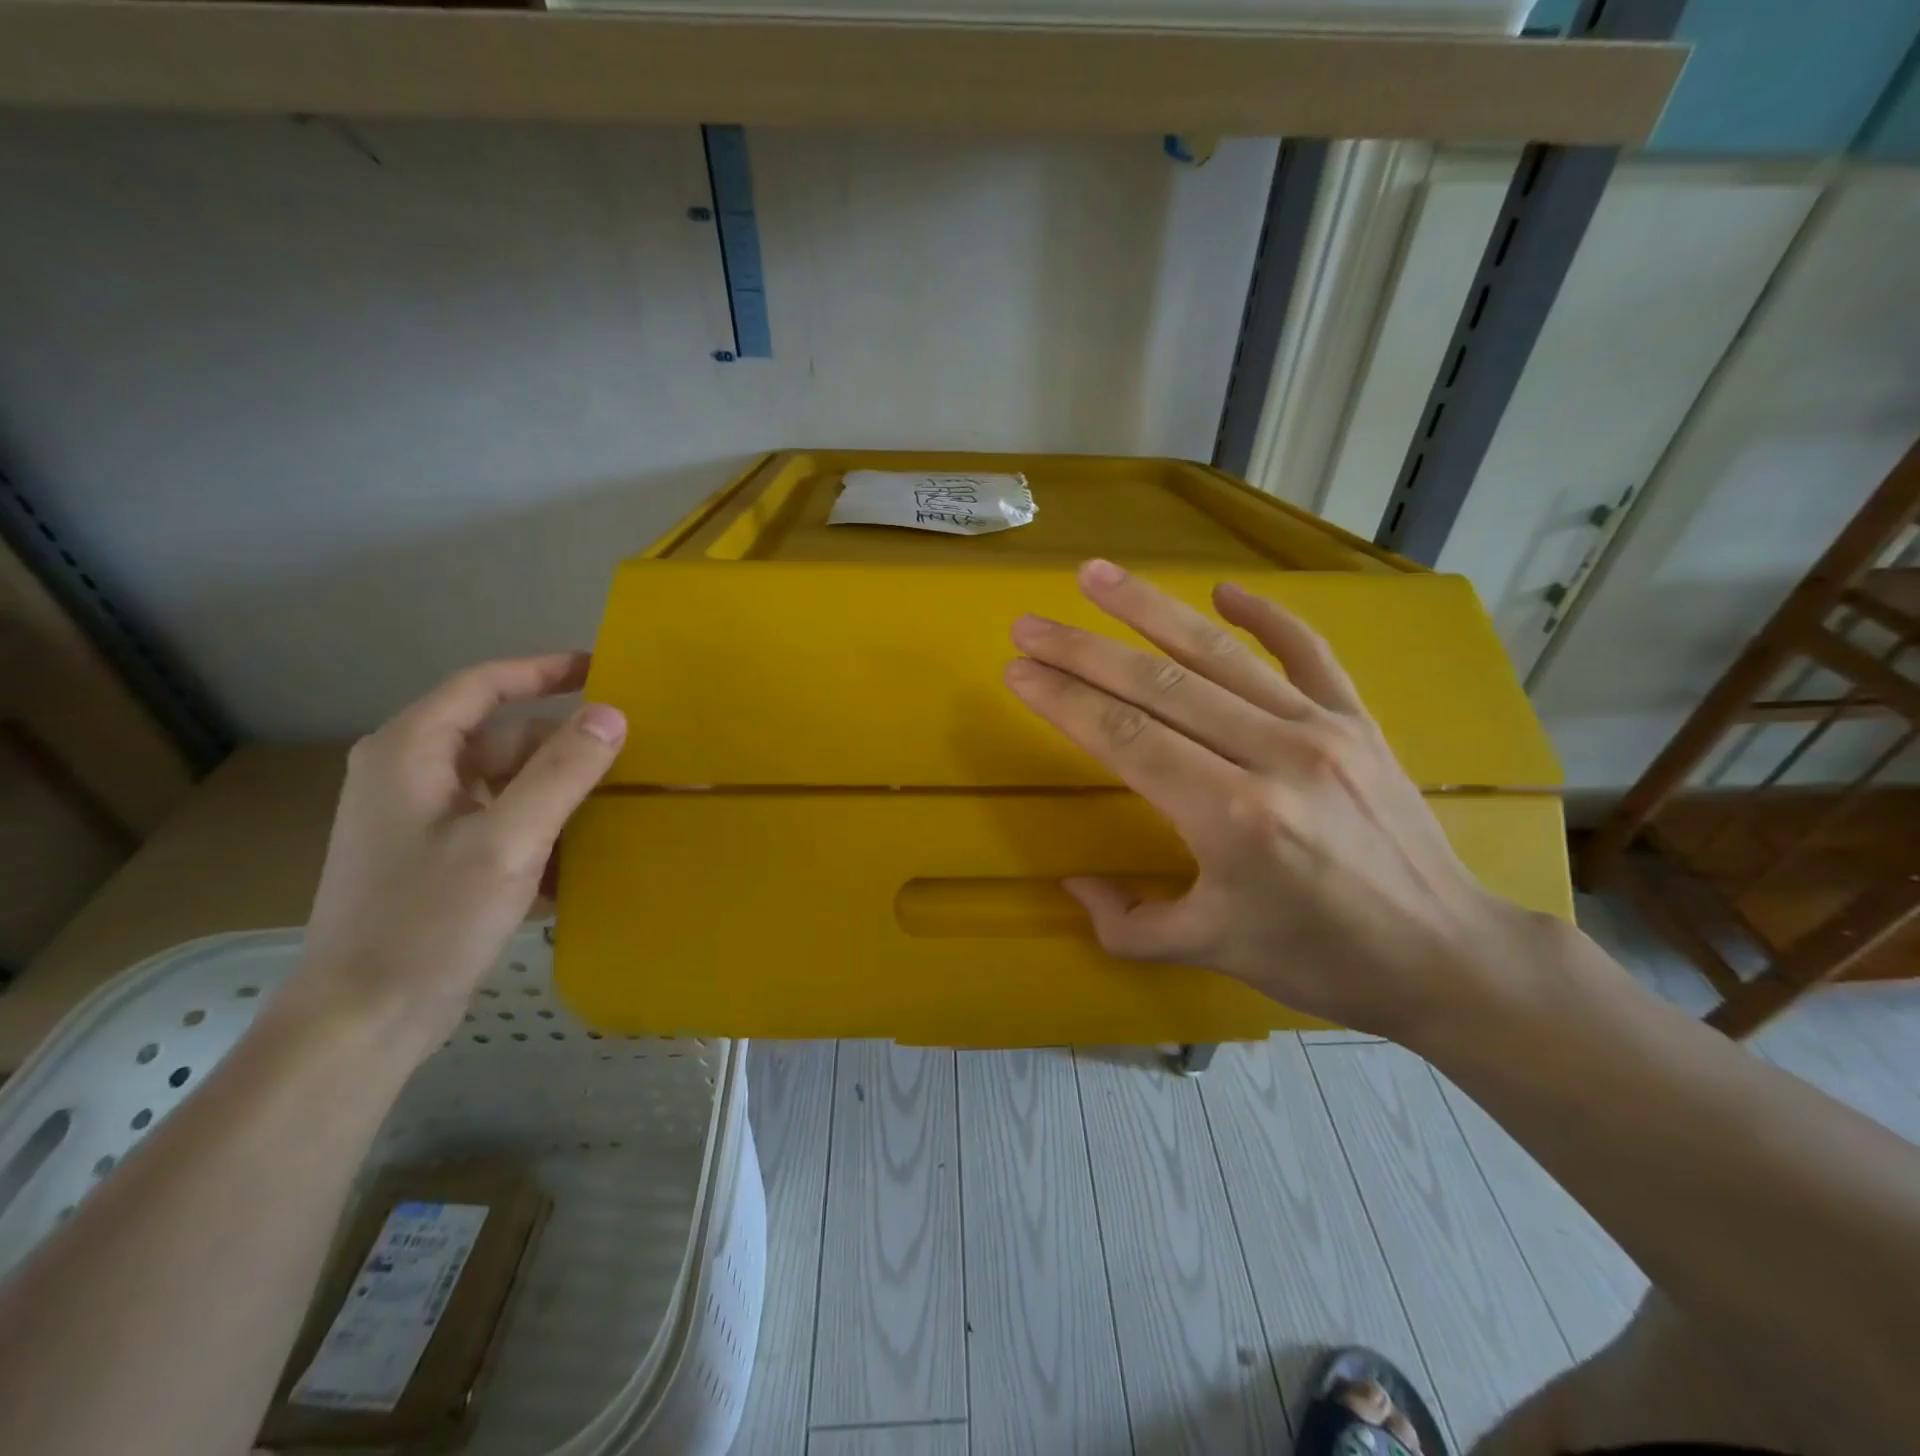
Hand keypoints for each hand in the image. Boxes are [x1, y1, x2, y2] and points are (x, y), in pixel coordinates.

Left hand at [283, 653, 625, 1060]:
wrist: (364, 1019)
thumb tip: (613, 714)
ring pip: (510, 784)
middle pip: (505, 740)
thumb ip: (562, 772)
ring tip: (621, 809)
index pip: (484, 685)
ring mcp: (424, 820)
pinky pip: (504, 823)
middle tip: (632, 759)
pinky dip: (543, 831)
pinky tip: (582, 858)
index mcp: (412, 753)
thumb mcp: (507, 840)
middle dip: (567, 750)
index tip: (603, 669)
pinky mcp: (439, 858)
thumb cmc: (429, 920)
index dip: (544, 670)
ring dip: (561, 795)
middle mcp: (412, 775)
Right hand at [1005, 559, 1536, 1040]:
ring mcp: (1320, 729)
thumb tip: (1074, 886)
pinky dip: (1264, 615)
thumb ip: (1129, 925)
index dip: (1065, 700)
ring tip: (1096, 575)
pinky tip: (1223, 588)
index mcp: (1231, 818)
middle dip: (1083, 650)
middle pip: (1157, 685)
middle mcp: (1272, 757)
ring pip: (1218, 654)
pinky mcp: (1357, 721)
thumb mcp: (1212, 953)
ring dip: (1149, 609)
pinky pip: (1306, 652)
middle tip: (1029, 625)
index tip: (1018, 670)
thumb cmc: (1322, 960)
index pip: (1126, 738)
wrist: (1447, 956)